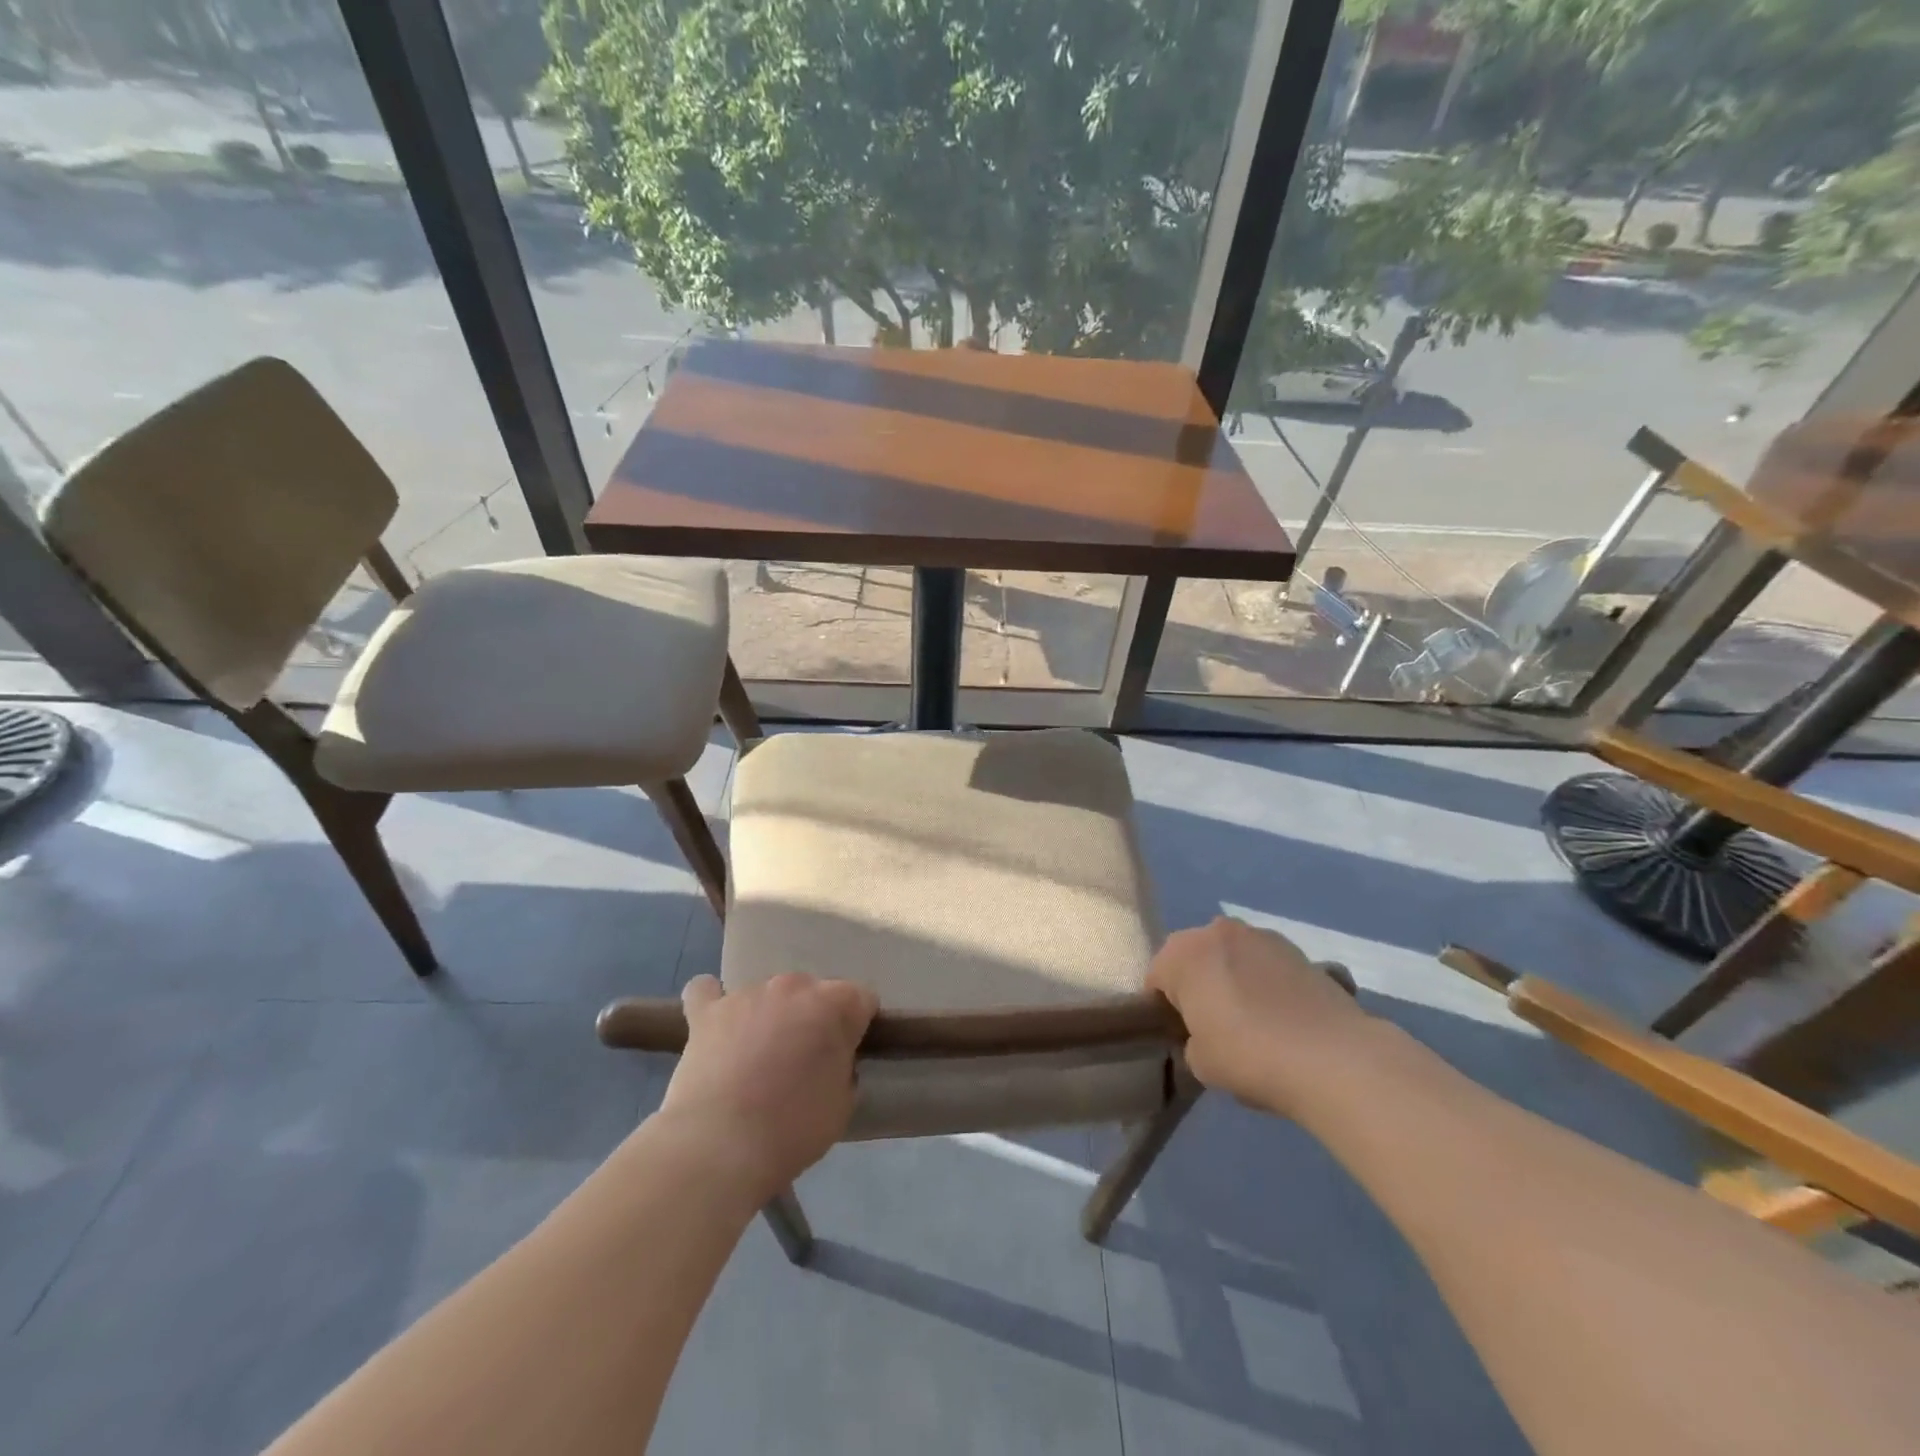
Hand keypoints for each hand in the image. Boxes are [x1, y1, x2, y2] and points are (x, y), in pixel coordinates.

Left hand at [657, 973, 876, 1200]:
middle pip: (812, 992)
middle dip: (812, 1018)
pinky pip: (706, 991)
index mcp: (836, 1004)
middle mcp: (794, 986)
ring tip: (756, 1058)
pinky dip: (712, 1002)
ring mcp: (747, 993)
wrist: (721, 1146)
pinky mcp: (707, 1011)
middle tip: (802, 1061)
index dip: (857, 1026)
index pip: (861, 999)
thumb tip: (829, 1059)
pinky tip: (714, 1021)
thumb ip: (842, 1067)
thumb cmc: (793, 1128)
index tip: (847, 1055)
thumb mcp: (842, 1104)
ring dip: (769, 1015)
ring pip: (767, 994)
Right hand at [1148, 916, 1372, 1117]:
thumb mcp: (1199, 1063)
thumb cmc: (1248, 1054)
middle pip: (1195, 960)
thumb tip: (1204, 1037)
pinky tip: (1283, 1021)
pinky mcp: (1299, 950)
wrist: (1332, 1057)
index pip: (1157, 980)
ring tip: (1255, 1024)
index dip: (1165, 1011)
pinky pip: (1267, 967)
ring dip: (1234, 981)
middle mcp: (1217, 931)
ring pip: (1233, 959)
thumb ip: (1191, 1041)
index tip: (1182, 1038)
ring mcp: (1261, 936)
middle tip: (1215, 1029)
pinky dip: (1267, 985)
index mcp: (1182, 952)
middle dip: (1200, 988)